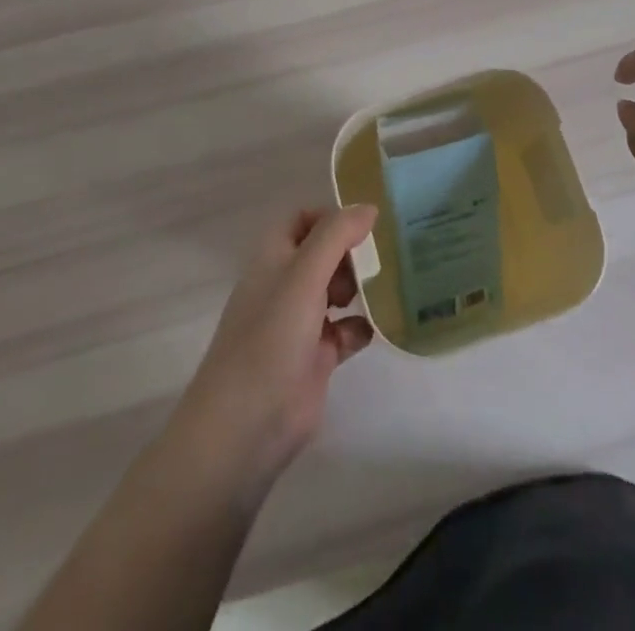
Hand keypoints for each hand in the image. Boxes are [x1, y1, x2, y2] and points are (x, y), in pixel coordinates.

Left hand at [173, 205, 377, 491]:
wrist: (246, 426)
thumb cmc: (271, 337)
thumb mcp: (304, 275)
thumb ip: (337, 235)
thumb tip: (369, 208)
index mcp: (273, 259)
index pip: (301, 219)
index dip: (330, 217)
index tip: (364, 225)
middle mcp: (285, 285)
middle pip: (323, 253)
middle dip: (351, 251)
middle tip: (382, 258)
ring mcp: (300, 323)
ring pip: (336, 290)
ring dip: (361, 286)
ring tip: (388, 286)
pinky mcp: (316, 358)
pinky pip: (346, 331)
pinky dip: (363, 326)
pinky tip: (382, 326)